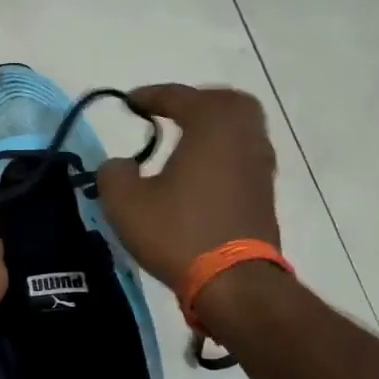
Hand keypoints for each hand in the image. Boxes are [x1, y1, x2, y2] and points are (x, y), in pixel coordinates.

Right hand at [96, 84, 280, 290]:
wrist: (234, 282)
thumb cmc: (178, 232)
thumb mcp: (126, 203)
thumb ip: (113, 173)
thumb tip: (120, 166)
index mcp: (212, 125)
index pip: (180, 97)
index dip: (151, 96)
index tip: (129, 103)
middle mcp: (243, 136)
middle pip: (225, 103)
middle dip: (196, 103)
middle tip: (169, 113)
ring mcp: (260, 165)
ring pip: (240, 130)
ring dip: (212, 129)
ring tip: (184, 142)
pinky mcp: (265, 194)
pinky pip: (243, 157)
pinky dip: (222, 154)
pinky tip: (200, 174)